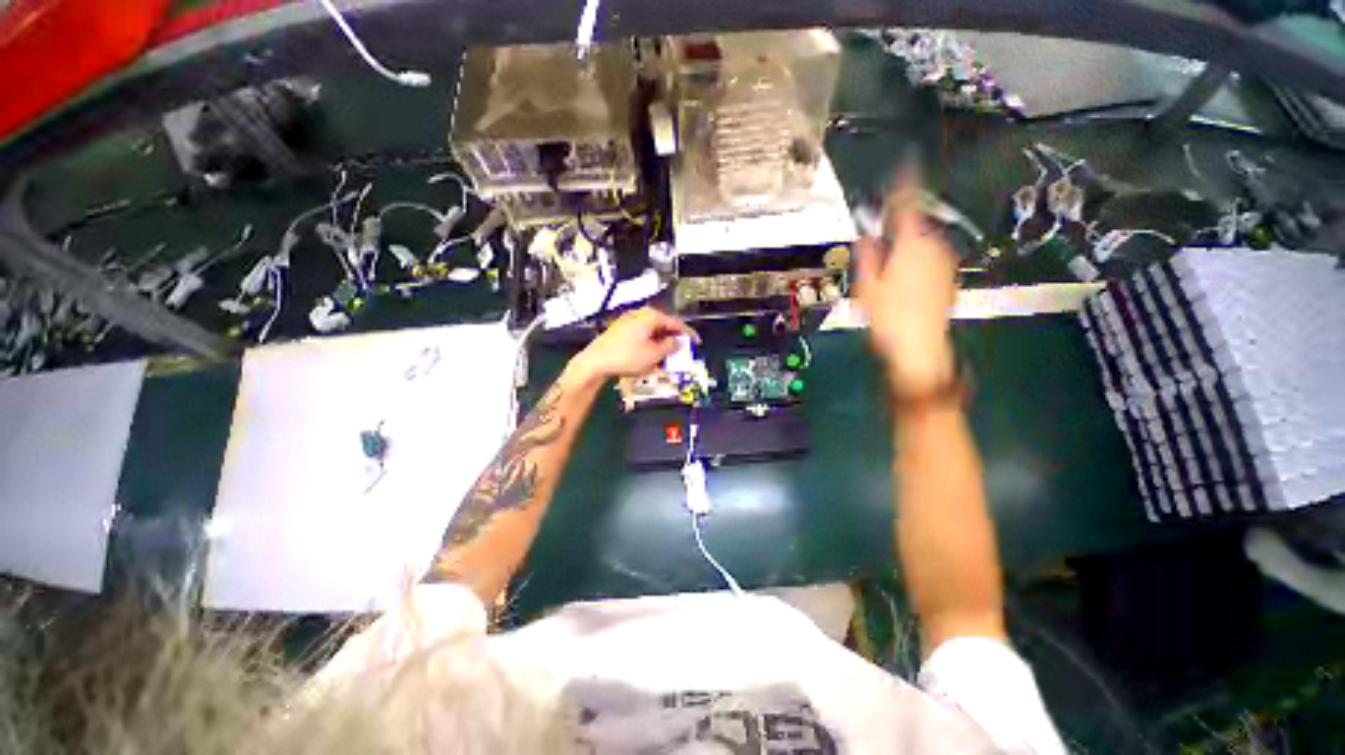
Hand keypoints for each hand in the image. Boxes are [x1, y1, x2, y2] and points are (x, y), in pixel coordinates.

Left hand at [570, 307, 698, 382]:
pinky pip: (641, 337)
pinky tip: (649, 359)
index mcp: (650, 316)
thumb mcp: (654, 354)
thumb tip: (678, 342)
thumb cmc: (626, 357)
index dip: (688, 334)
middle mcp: (640, 315)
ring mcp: (628, 322)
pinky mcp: (620, 331)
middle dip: (672, 341)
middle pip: (663, 327)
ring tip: (664, 360)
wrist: (595, 362)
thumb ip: (670, 347)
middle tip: (680, 353)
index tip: (696, 342)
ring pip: (652, 333)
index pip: (675, 323)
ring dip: (660, 346)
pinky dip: (649, 346)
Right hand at [855, 173, 958, 396]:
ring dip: (907, 243)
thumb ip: (867, 254)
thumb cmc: (888, 316)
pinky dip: (917, 258)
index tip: (902, 166)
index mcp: (911, 244)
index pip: (907, 205)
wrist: (919, 347)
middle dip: (899, 225)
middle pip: (916, 224)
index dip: (903, 184)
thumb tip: (867, 234)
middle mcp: (934, 247)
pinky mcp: (949, 276)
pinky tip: (903, 279)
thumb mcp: (866, 285)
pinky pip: (931, 256)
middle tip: (878, 238)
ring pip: (924, 241)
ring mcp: (945, 262)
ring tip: (888, 265)